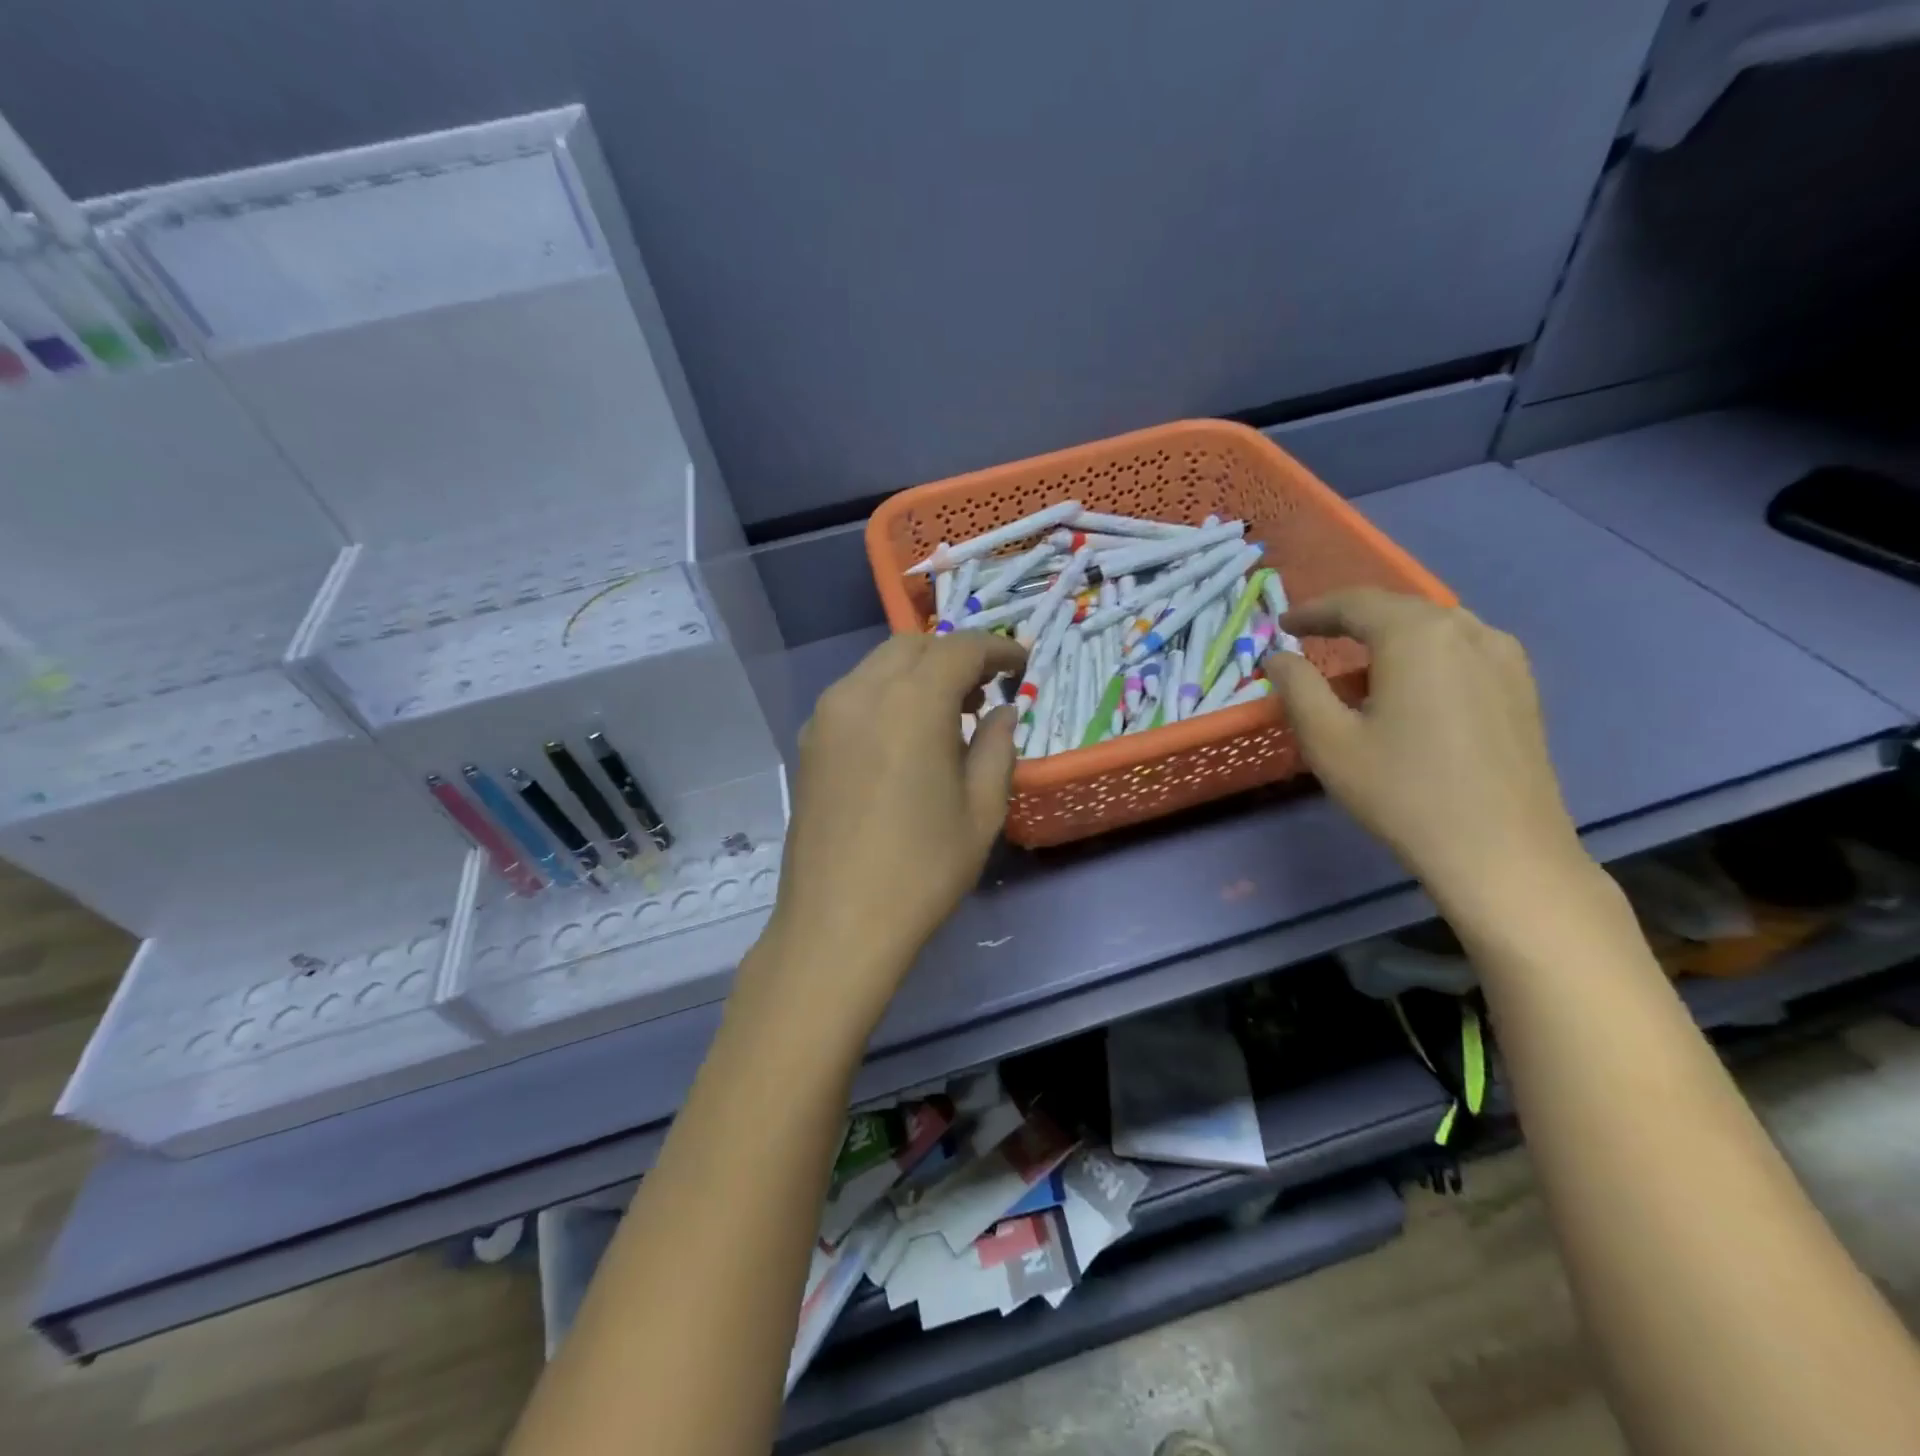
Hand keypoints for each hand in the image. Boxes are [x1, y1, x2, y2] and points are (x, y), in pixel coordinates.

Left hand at [758, 630, 1026, 1032]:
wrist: (837, 924)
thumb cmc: (922, 870)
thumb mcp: (981, 811)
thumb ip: (997, 748)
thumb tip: (1002, 714)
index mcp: (911, 703)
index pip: (960, 648)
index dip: (997, 649)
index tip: (1021, 664)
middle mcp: (860, 693)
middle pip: (913, 646)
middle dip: (954, 656)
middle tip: (985, 691)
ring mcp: (826, 716)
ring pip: (879, 666)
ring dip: (918, 673)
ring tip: (949, 715)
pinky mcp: (808, 742)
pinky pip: (854, 695)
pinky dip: (887, 695)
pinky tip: (905, 737)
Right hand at [1262, 590, 1589, 918]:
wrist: (1501, 851)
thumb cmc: (1402, 792)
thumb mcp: (1329, 740)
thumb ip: (1297, 688)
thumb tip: (1279, 657)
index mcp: (1417, 635)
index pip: (1355, 603)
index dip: (1313, 610)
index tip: (1282, 624)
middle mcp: (1467, 630)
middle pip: (1398, 609)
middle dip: (1350, 619)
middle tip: (1313, 637)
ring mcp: (1504, 658)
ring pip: (1433, 629)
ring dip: (1388, 637)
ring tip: (1357, 664)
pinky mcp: (1522, 688)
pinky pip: (1461, 651)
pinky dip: (1423, 655)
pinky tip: (1408, 687)